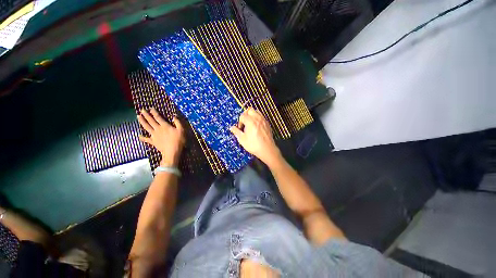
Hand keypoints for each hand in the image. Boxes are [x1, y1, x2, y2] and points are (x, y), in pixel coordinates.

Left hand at [138, 108, 184, 166]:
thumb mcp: (181, 130)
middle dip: (146, 115)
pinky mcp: (153, 142)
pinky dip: (142, 137)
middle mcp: (158, 129)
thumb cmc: (178, 140)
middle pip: (150, 121)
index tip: (150, 108)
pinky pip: (146, 139)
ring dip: (142, 122)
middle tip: (142, 110)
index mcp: (165, 126)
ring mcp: (154, 135)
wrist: (172, 151)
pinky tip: (139, 136)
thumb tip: (174, 116)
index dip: (154, 112)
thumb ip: (178, 123)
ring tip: (138, 117)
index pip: (158, 117)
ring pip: (146, 127)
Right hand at [230, 108, 281, 166]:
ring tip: (250, 123)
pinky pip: (261, 116)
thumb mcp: (242, 139)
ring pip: (256, 111)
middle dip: (245, 114)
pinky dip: (257, 118)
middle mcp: (257, 118)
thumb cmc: (254, 145)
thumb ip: (236, 132)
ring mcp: (263, 120)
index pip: (242, 116)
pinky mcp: (267, 124)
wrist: (267, 149)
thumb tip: (232, 128)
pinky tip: (256, 126)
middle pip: (250, 110)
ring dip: (252, 115)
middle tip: (244, 122)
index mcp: (250, 121)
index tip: (240, 128)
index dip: (239, 122)